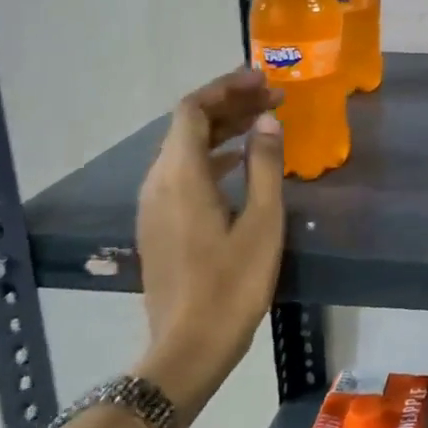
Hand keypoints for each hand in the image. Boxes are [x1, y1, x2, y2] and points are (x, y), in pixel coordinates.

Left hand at [132, 68, 285, 423]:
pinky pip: (182, 172)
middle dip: (229, 104)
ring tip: (263, 122)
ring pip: (184, 149)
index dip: (226, 87)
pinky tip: (241, 163)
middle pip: (187, 126)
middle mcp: (158, 182)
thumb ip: (264, 165)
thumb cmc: (232, 284)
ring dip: (222, 129)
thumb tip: (267, 121)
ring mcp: (154, 205)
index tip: (264, 80)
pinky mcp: (159, 224)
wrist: (189, 347)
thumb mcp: (261, 221)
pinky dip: (212, 155)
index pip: (192, 110)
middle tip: (273, 98)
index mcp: (180, 176)